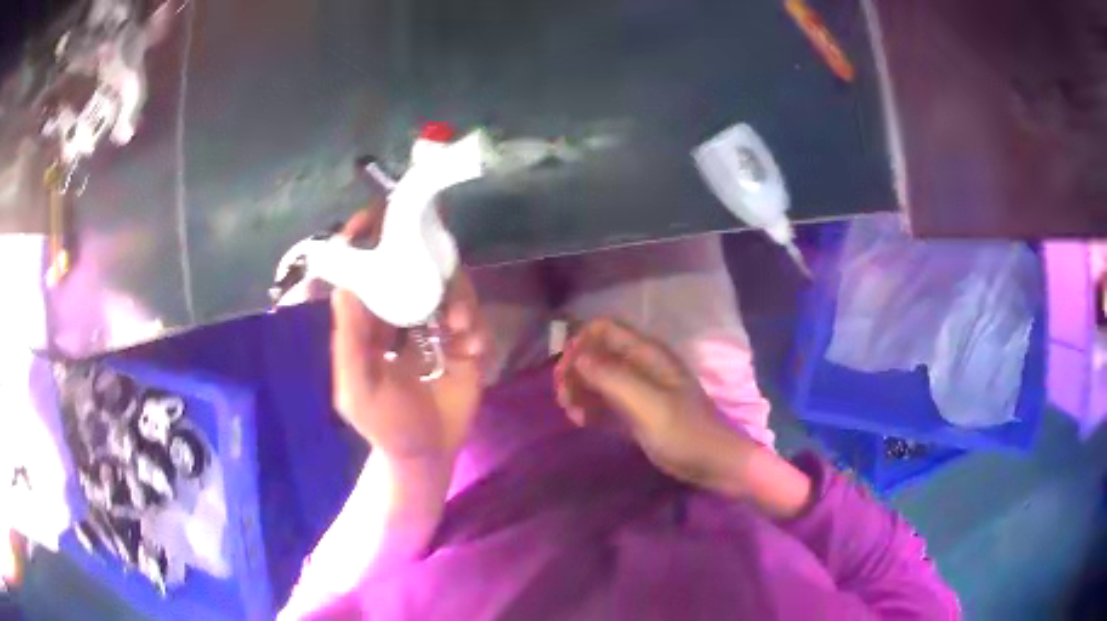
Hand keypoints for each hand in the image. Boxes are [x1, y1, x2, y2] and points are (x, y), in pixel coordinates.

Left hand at [331, 208, 488, 461]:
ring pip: (448, 288)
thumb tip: (345, 288)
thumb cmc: (385, 425)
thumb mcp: (358, 390)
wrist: (429, 454)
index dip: (367, 243)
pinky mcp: (465, 340)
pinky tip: (472, 350)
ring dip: (458, 300)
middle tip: (438, 265)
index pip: (366, 272)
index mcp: (369, 322)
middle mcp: (401, 314)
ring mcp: (435, 326)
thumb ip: (350, 343)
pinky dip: (475, 327)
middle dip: (427, 265)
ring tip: (460, 329)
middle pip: (412, 268)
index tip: (376, 216)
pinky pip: (474, 316)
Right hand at [554, 318, 759, 491]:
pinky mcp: (636, 413)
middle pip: (597, 353)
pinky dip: (590, 408)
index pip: (604, 330)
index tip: (566, 371)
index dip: (580, 343)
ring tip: (571, 414)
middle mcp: (640, 366)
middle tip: (563, 398)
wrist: (714, 464)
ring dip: (579, 391)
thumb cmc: (685, 432)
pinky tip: (582, 422)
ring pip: (597, 378)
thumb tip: (577, 356)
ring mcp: (638, 390)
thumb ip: (612, 378)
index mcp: (647, 354)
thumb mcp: (649, 405)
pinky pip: (605, 402)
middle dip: (575, 370)